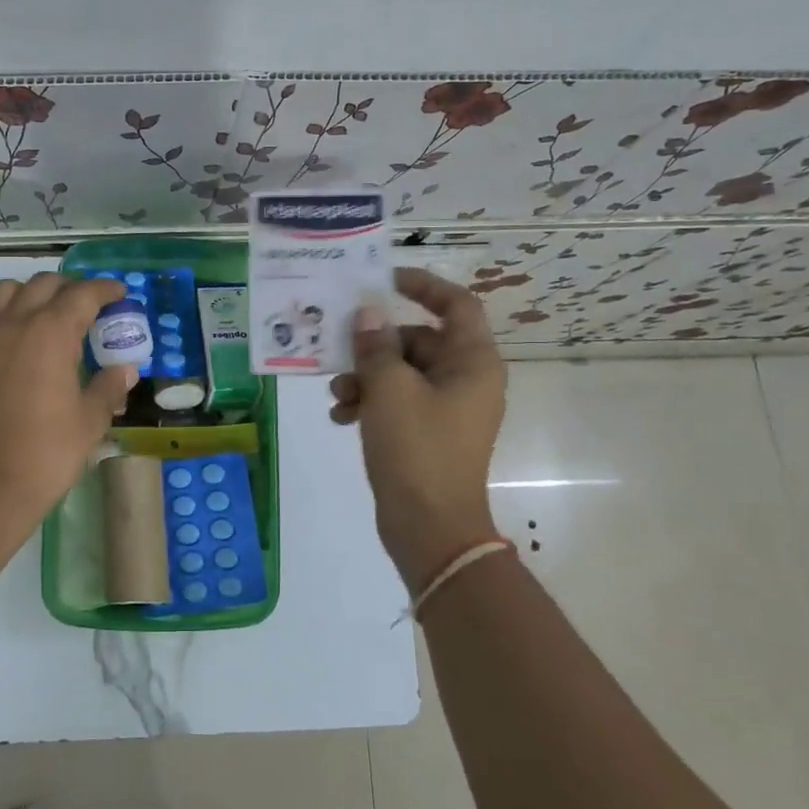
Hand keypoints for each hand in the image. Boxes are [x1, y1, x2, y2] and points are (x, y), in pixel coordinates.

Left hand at [0, 273, 134, 545]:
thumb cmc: (47, 453)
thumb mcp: (90, 420)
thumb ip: (109, 386)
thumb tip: (125, 369)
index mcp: (51, 332)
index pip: (83, 294)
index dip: (105, 289)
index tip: (119, 293)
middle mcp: (14, 322)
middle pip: (44, 284)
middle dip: (70, 289)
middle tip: (88, 309)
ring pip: (7, 291)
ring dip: (32, 295)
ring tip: (46, 316)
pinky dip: (2, 315)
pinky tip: (13, 339)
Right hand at [328, 267, 507, 591]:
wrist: (430, 528)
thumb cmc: (417, 449)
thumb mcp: (389, 390)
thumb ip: (375, 346)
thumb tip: (368, 314)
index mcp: (472, 362)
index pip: (455, 304)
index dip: (422, 285)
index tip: (382, 280)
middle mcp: (465, 379)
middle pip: (418, 339)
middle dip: (375, 344)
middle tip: (339, 347)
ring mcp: (447, 409)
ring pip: (402, 372)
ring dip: (365, 376)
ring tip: (336, 394)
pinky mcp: (427, 433)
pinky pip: (398, 402)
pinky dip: (370, 403)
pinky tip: (340, 417)